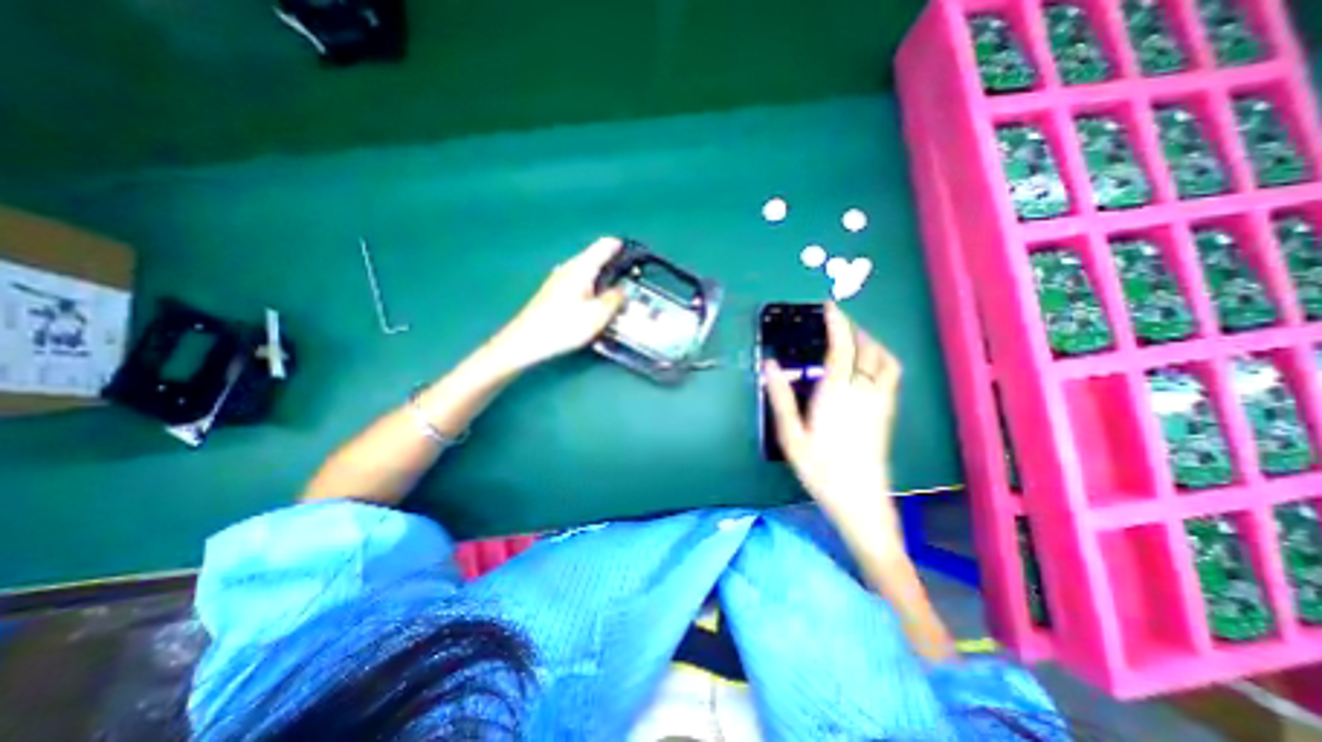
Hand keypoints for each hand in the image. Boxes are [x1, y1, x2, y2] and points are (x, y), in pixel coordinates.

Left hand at [496, 239, 628, 369]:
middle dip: (612, 262)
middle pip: (594, 257)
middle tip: (629, 274)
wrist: (526, 340)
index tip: (635, 252)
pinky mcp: (552, 292)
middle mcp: (569, 268)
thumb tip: (623, 289)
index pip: (604, 246)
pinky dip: (590, 284)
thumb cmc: (564, 326)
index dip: (621, 246)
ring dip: (601, 274)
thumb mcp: (598, 315)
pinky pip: (578, 280)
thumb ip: (615, 299)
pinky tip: (593, 299)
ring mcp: (558, 279)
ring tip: (615, 287)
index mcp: (581, 268)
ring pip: (585, 270)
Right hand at [771, 303, 903, 532]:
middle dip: (854, 329)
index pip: (841, 349)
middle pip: (867, 350)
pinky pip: (892, 375)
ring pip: (885, 361)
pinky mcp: (888, 413)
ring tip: (856, 337)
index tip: (830, 307)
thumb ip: (781, 398)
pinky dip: (883, 360)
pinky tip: (871, 364)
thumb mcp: (791, 435)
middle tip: (838, 320)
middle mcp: (863, 392)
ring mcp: (880, 402)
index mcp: (837, 394)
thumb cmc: (820, 469)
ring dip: (872, 342)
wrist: (860, 501)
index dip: (837, 324)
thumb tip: (769, 365)